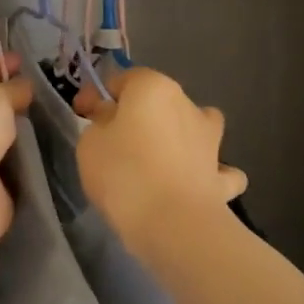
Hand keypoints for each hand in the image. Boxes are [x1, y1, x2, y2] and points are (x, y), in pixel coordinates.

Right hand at [72, 67, 247, 254]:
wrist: (173, 224)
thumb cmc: (123, 173)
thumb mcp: (90, 142)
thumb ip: (100, 123)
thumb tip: (114, 120)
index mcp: (153, 88)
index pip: (121, 79)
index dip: (97, 96)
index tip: (82, 114)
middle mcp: (188, 106)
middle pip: (160, 102)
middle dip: (139, 115)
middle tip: (114, 140)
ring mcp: (211, 141)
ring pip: (199, 127)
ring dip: (184, 136)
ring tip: (163, 157)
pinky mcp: (222, 177)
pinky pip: (218, 170)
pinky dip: (209, 174)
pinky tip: (197, 185)